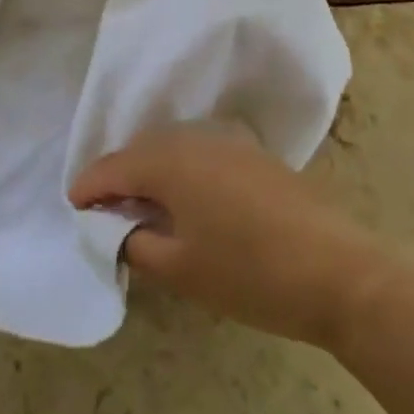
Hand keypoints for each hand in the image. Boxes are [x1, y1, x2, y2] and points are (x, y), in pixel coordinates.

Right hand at [69, 123, 392, 350]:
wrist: (340, 274)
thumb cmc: (250, 274)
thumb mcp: (181, 270)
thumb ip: (136, 244)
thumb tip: (120, 229)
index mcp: (171, 162)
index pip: (114, 167)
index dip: (89, 187)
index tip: (73, 205)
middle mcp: (197, 139)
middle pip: (142, 150)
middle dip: (119, 176)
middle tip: (105, 209)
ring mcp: (231, 143)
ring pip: (174, 148)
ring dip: (152, 171)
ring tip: (143, 205)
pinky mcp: (257, 156)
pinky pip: (202, 152)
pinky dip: (183, 170)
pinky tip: (188, 199)